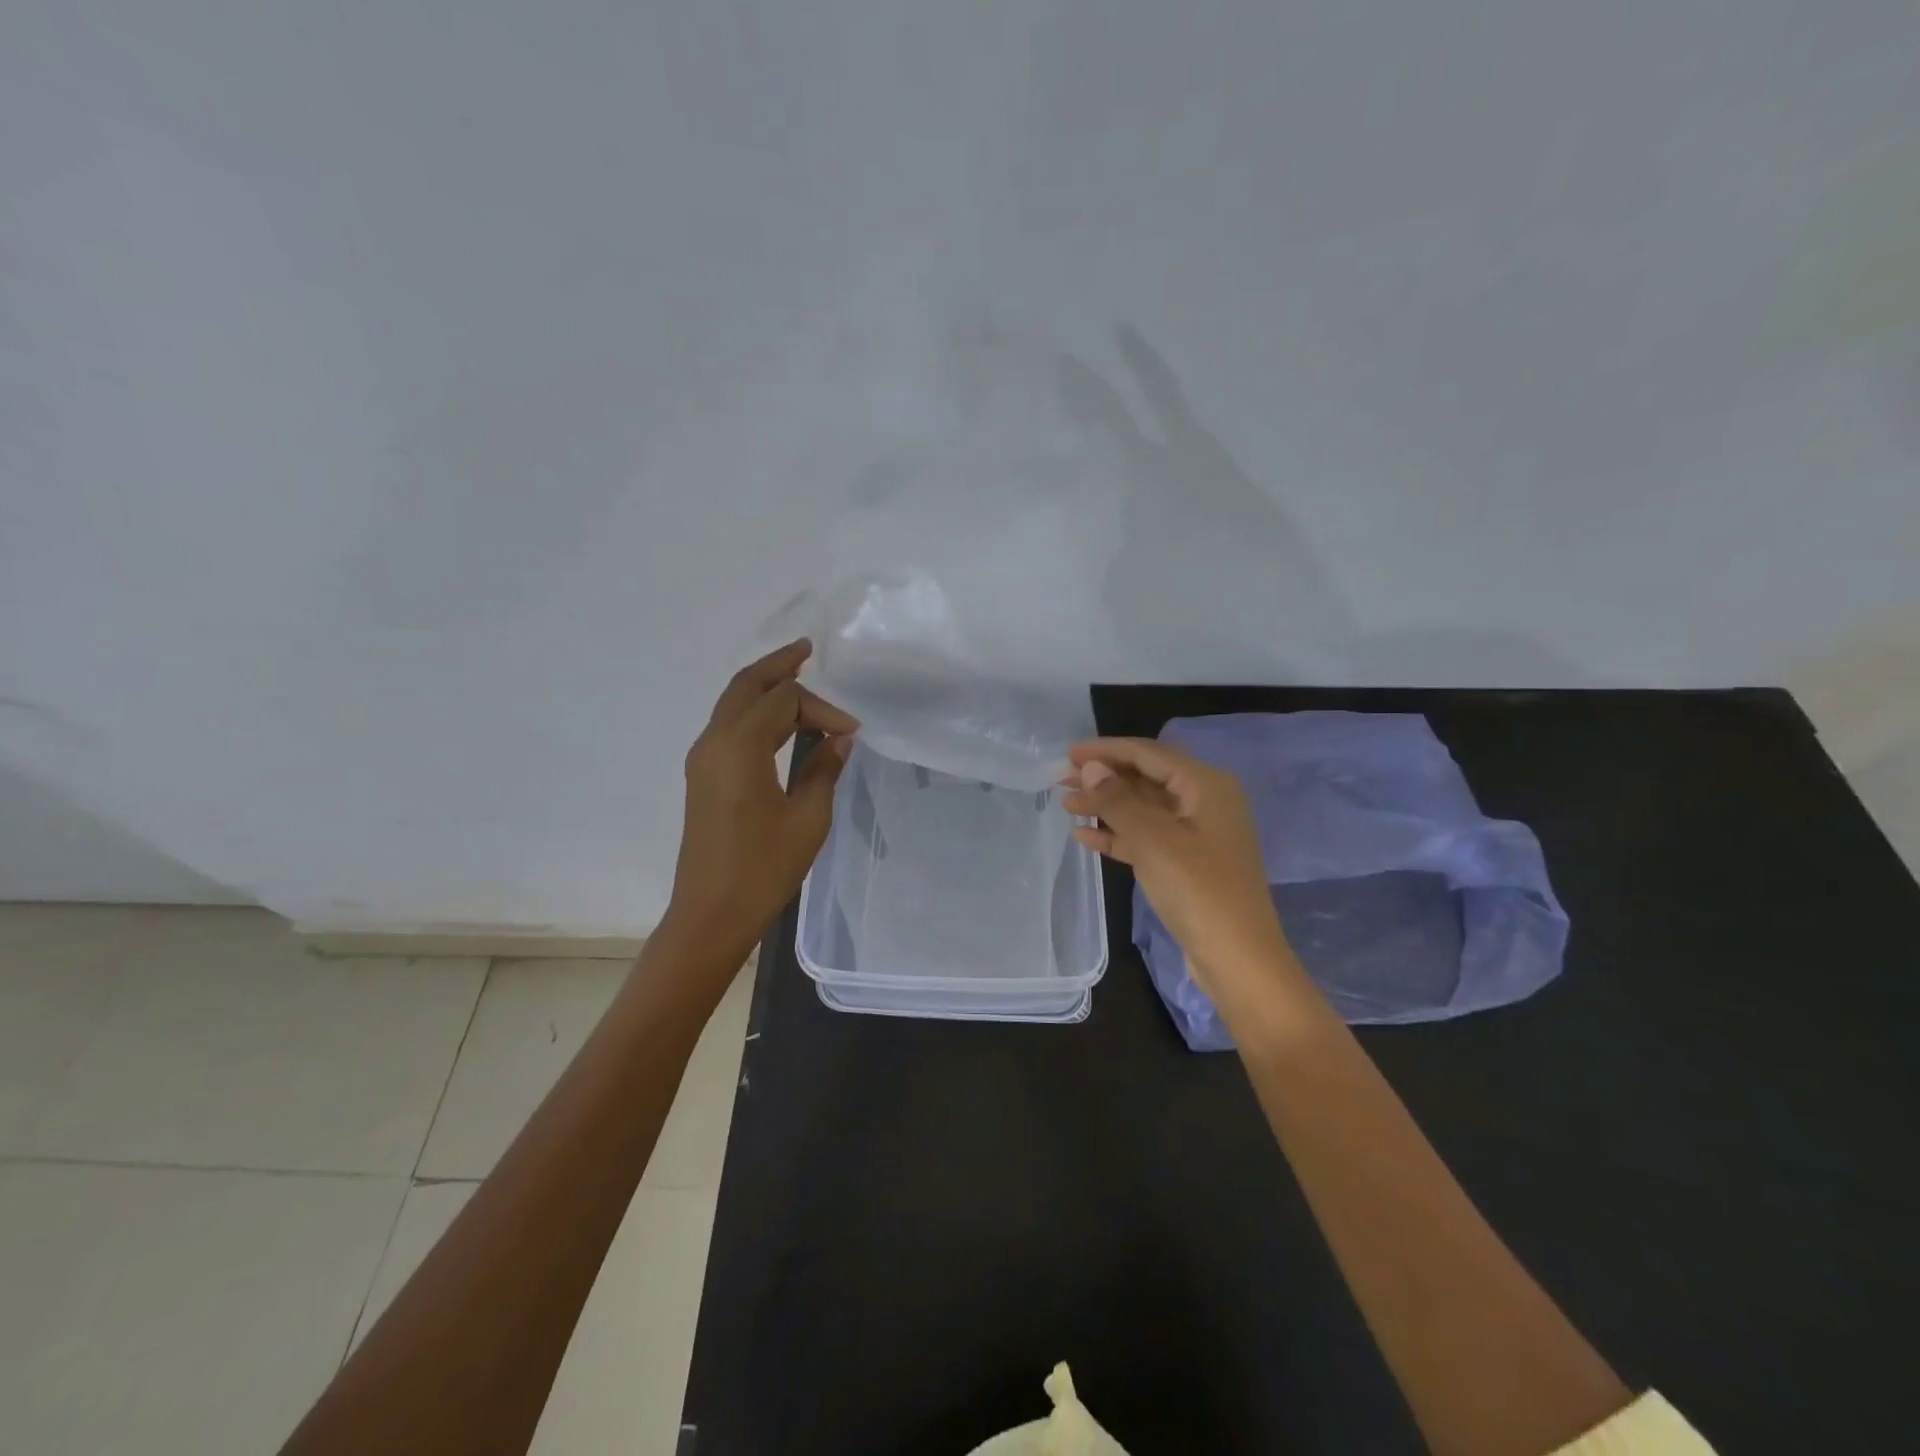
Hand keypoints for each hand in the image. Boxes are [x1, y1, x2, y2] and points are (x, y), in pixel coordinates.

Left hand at [663, 640, 857, 961]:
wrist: (711, 913)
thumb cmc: (764, 867)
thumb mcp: (808, 817)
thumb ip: (824, 768)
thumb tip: (839, 736)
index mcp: (739, 746)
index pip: (785, 702)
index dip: (823, 708)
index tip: (853, 732)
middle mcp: (714, 741)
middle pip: (746, 685)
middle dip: (778, 666)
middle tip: (807, 650)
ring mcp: (703, 758)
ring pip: (732, 703)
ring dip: (764, 686)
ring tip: (797, 674)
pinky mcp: (703, 775)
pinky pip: (728, 725)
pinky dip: (754, 711)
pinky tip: (778, 719)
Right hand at [1064, 737, 1299, 1007]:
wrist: (1237, 958)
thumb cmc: (1197, 889)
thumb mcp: (1152, 839)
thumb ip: (1117, 799)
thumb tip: (1090, 768)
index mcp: (1205, 785)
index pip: (1148, 753)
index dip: (1106, 750)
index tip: (1067, 753)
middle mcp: (1205, 801)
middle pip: (1146, 778)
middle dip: (1104, 777)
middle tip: (1061, 779)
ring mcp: (1198, 834)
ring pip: (1144, 808)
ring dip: (1107, 805)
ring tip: (1066, 805)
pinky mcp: (1189, 863)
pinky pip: (1148, 837)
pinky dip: (1119, 835)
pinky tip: (1085, 837)